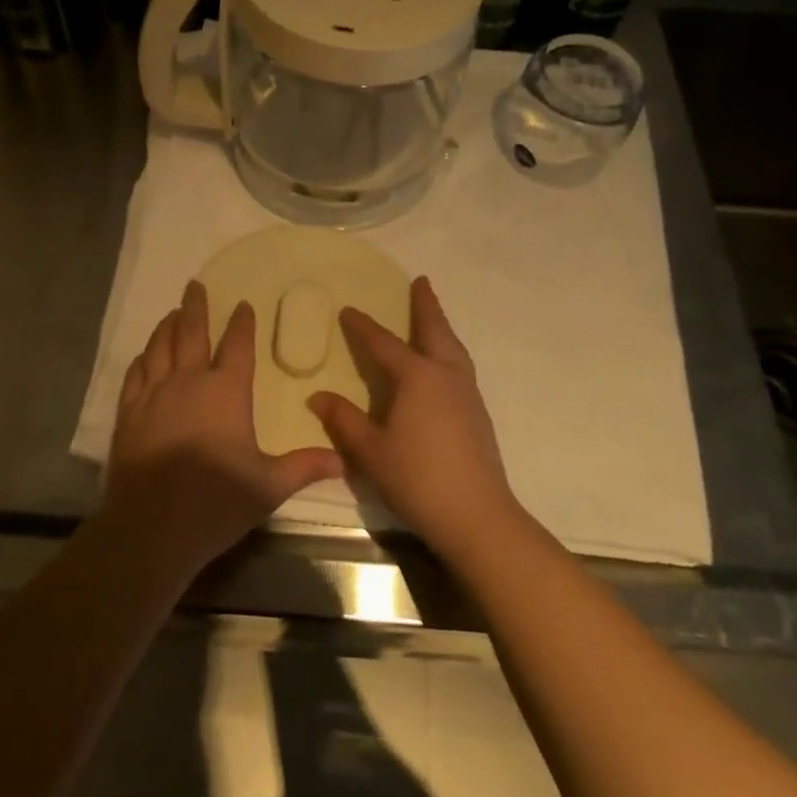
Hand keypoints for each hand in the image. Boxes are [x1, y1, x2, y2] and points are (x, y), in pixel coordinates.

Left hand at [106, 281, 343, 577]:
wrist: (152, 526)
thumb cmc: (217, 501)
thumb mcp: (269, 485)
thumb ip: (304, 467)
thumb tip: (342, 460)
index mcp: (226, 391)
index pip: (238, 345)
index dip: (242, 323)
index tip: (243, 305)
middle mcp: (189, 382)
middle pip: (192, 333)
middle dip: (196, 307)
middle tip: (195, 284)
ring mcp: (153, 395)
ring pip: (160, 348)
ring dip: (168, 327)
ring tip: (172, 313)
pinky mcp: (128, 414)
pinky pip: (135, 375)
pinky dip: (142, 359)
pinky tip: (144, 356)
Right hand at [309, 277, 521, 563]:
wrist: (476, 515)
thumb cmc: (417, 478)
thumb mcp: (370, 451)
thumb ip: (343, 420)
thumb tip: (318, 396)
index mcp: (417, 377)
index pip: (384, 344)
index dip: (363, 327)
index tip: (348, 310)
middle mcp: (445, 375)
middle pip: (434, 330)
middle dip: (425, 305)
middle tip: (421, 282)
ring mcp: (467, 393)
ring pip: (454, 347)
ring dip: (441, 326)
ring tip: (434, 317)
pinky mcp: (478, 413)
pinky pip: (461, 365)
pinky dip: (450, 350)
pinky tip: (444, 364)